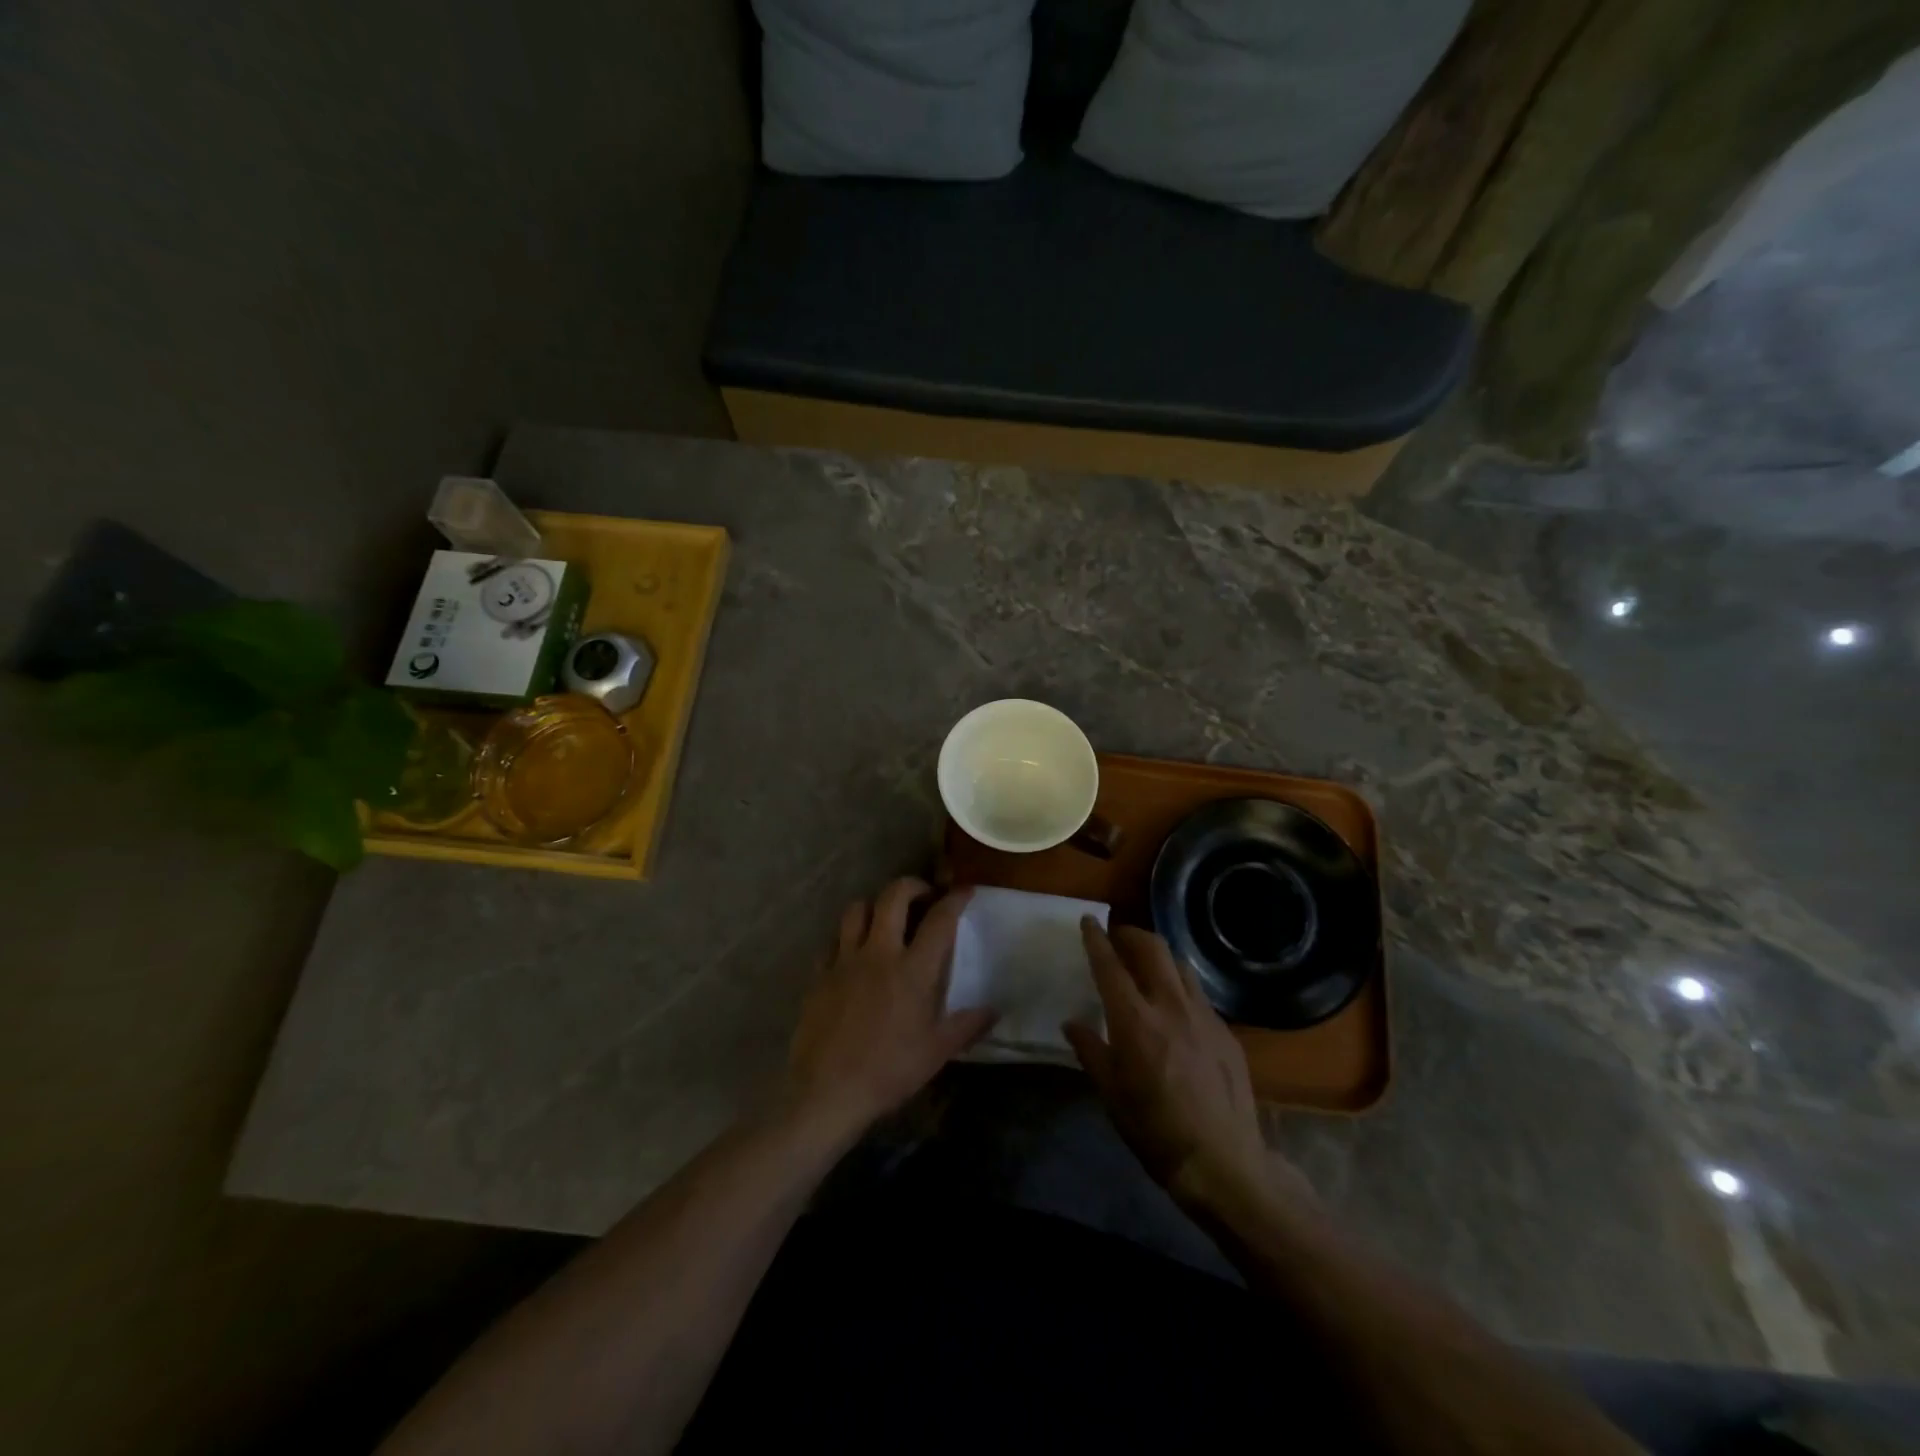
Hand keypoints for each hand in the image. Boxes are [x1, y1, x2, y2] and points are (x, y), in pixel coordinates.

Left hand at [784, 879, 995, 1146]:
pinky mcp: (819, 974)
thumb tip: (994, 1010)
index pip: (939, 920)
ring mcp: (844, 960)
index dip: (954, 899)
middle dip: (911, 885)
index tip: (964, 890)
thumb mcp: (937, 1052)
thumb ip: (967, 1026)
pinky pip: (832, 940)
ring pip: (856, 909)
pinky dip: (846, 937)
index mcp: (912, 970)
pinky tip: (853, 952)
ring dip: (874, 905)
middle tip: (923, 895)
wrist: (827, 1091)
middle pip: (893, 897)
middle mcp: (878, 953)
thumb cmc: (889, 1071)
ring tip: (884, 918)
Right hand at [1064, 920, 1306, 1212]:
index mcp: (1135, 1020)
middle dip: (1132, 934)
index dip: (1097, 939)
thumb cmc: (1155, 1130)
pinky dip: (1180, 986)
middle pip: (1152, 948)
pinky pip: (1199, 994)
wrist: (1222, 1161)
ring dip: (1159, 956)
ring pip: (1180, 965)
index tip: (1089, 921)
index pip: (1110, 966)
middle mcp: (1170, 1006)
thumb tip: (1071, 1023)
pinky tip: (1176, 1007)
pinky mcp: (1226, 1031)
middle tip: (1118, 937)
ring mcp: (1204, 1016)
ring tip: (1147, 964)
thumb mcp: (1111, 1094)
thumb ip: (1090, 1051)